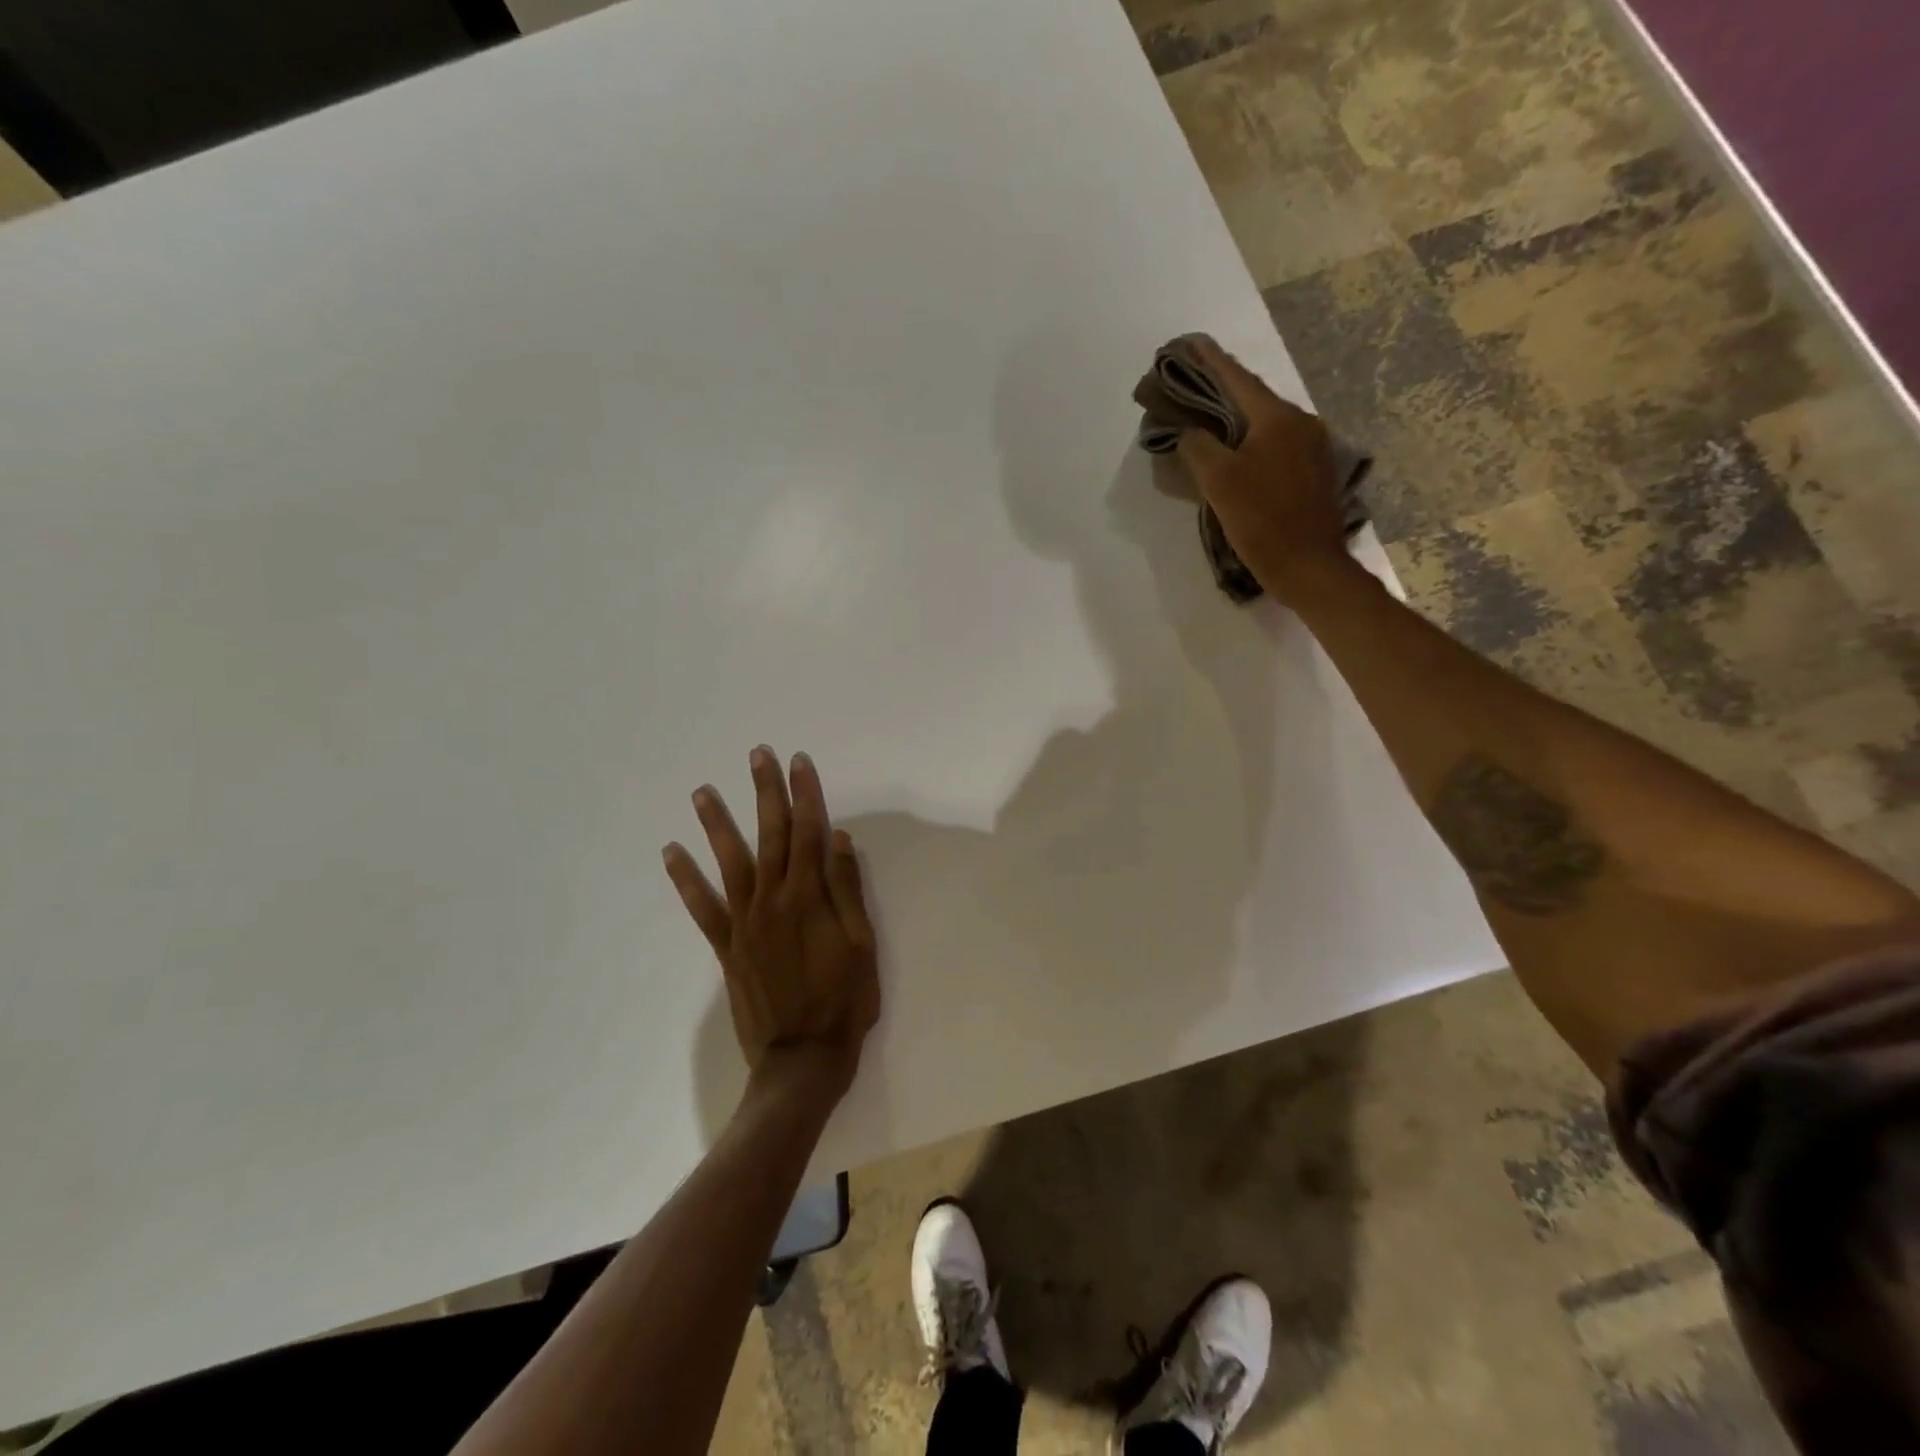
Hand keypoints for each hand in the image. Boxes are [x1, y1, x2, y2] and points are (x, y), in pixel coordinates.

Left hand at [663, 746, 878, 1102]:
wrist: (802, 1059)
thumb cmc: (844, 1001)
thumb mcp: (862, 945)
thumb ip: (847, 889)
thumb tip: (836, 837)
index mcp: (809, 897)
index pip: (808, 832)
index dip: (806, 794)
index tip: (800, 762)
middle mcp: (772, 900)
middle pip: (770, 835)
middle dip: (764, 792)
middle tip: (757, 755)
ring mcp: (745, 922)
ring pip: (730, 861)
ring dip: (716, 824)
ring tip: (702, 791)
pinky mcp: (727, 947)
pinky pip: (702, 907)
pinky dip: (685, 880)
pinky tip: (671, 854)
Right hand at [1174, 337, 1352, 603]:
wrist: (1309, 566)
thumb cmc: (1262, 521)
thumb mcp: (1219, 482)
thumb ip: (1198, 447)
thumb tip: (1189, 430)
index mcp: (1277, 419)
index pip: (1237, 380)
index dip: (1210, 361)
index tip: (1189, 343)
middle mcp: (1300, 423)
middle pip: (1254, 398)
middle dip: (1221, 388)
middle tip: (1192, 380)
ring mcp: (1312, 447)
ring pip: (1265, 422)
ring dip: (1236, 415)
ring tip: (1209, 413)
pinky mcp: (1313, 472)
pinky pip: (1276, 443)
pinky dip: (1251, 438)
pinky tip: (1237, 448)